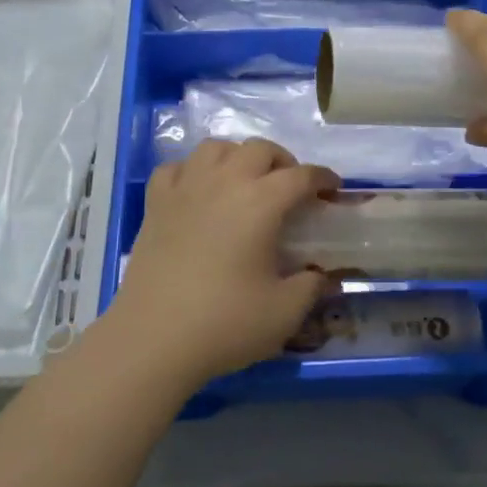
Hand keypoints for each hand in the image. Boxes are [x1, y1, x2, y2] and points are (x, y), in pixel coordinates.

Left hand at [105, 139, 341, 386]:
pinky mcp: (155, 203)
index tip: (333, 189)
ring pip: (216, 148)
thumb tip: (322, 274)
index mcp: (260, 202)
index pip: (301, 176)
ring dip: (238, 157)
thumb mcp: (284, 312)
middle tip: (290, 188)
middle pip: (259, 149)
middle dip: (283, 161)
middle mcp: (224, 182)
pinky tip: (198, 191)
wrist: (153, 338)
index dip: (323, 178)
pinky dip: (193, 171)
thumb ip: (311, 286)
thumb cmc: (224, 323)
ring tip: (245, 182)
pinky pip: (177, 168)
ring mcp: (185, 188)